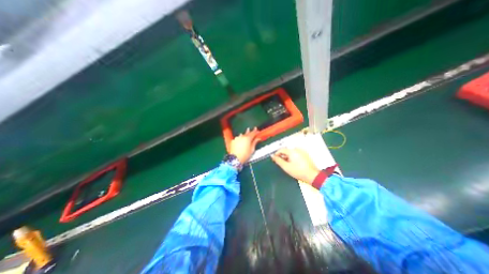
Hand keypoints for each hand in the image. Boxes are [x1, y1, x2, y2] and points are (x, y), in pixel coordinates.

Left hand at [231, 128, 260, 162]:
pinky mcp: (233, 141)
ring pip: (241, 135)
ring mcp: (237, 138)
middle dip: (250, 131)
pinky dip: (239, 138)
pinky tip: (240, 139)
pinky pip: (237, 138)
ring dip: (244, 134)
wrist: (235, 159)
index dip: (256, 132)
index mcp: (248, 138)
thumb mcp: (252, 149)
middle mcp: (242, 137)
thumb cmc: (245, 155)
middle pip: (247, 133)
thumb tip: (258, 138)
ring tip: (245, 133)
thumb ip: (254, 142)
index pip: (253, 133)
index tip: (258, 131)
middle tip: (252, 128)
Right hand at [271, 147, 321, 183]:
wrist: (312, 175)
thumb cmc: (298, 171)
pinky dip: (293, 157)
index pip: (281, 150)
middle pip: (286, 151)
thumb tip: (272, 156)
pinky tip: (293, 164)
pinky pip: (296, 154)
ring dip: (287, 157)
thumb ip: (278, 160)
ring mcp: (302, 151)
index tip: (274, 159)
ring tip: (287, 164)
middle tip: (280, 163)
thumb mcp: (286, 167)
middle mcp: (297, 149)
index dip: (276, 154)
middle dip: (282, 156)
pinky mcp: (305, 155)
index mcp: (292, 151)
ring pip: (291, 152)